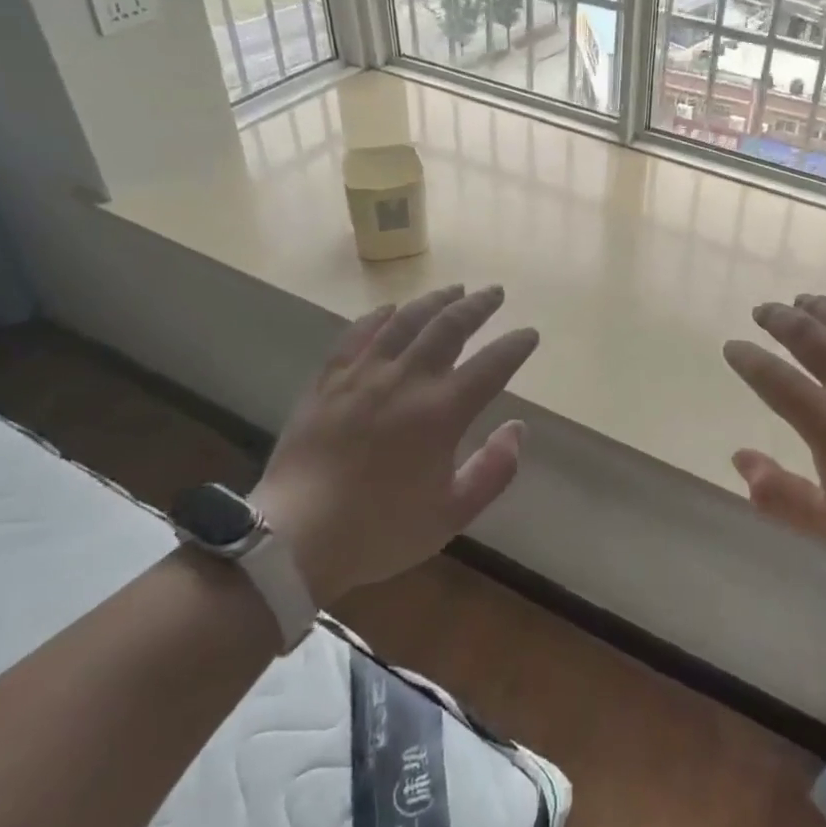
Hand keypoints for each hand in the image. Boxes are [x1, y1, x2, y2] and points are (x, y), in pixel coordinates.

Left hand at [249, 284, 537, 601]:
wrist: (295, 538)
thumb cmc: (381, 530)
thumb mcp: (452, 514)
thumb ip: (494, 470)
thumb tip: (517, 428)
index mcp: (441, 412)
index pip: (491, 365)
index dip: (515, 346)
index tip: (529, 334)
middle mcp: (406, 380)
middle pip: (449, 327)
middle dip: (478, 306)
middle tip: (495, 293)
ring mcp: (363, 375)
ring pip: (405, 321)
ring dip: (435, 301)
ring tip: (454, 289)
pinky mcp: (328, 380)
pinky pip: (357, 334)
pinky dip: (378, 316)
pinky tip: (390, 309)